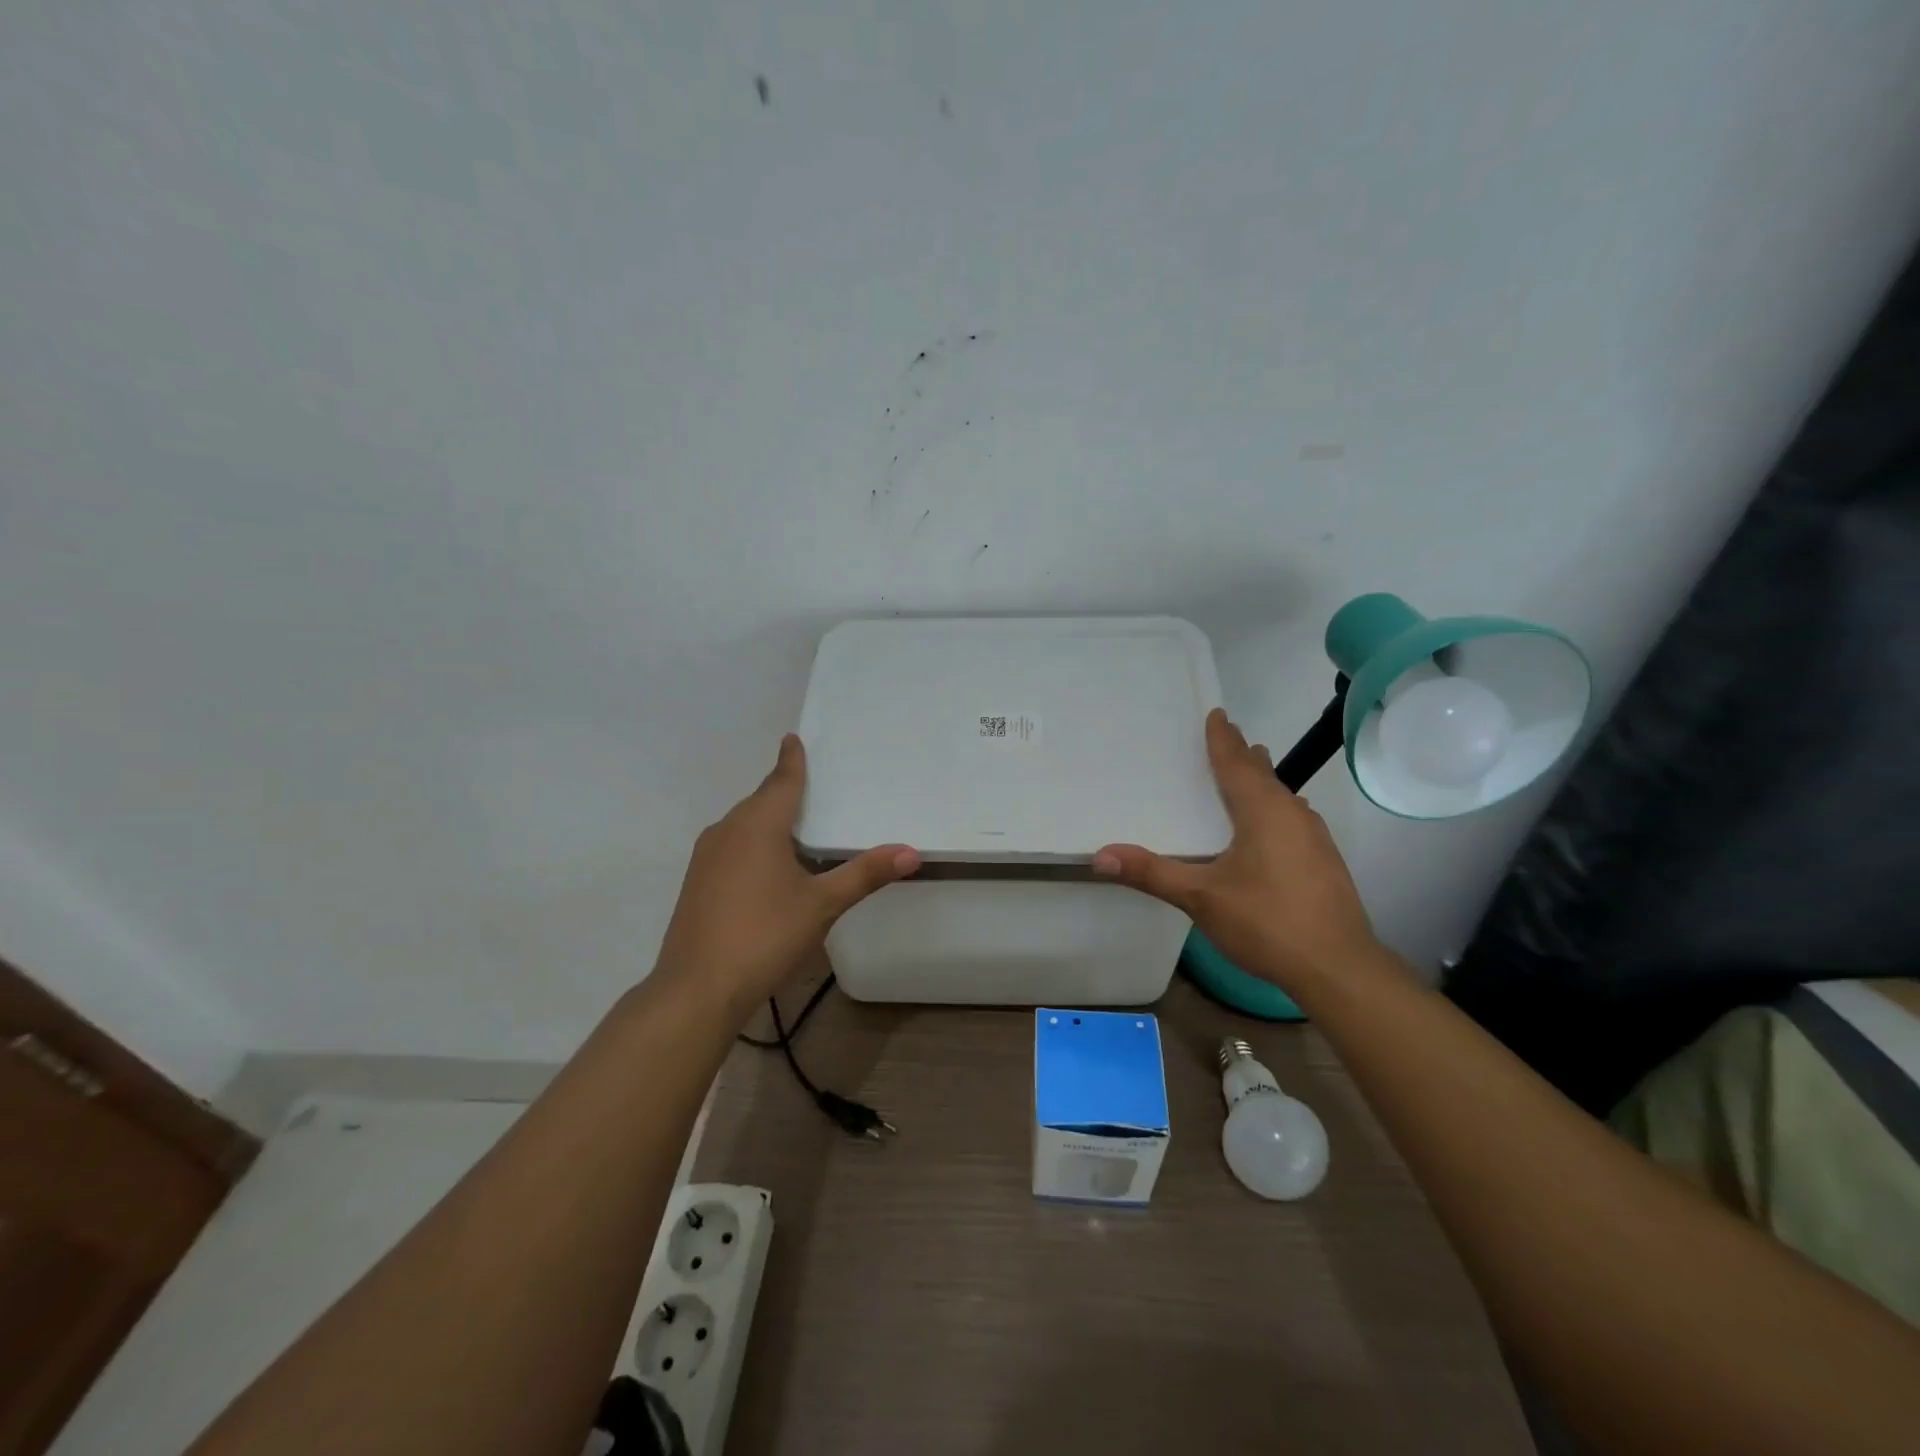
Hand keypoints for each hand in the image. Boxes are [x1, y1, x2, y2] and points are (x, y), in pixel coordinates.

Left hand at [655, 734, 918, 1018]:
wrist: (696, 990)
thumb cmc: (764, 936)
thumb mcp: (822, 905)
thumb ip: (865, 874)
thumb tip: (910, 852)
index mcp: (758, 825)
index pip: (781, 781)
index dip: (791, 760)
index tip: (793, 738)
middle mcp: (727, 831)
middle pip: (761, 800)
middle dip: (783, 790)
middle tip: (812, 784)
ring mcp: (706, 857)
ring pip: (743, 824)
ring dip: (768, 819)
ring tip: (797, 825)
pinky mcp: (697, 883)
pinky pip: (731, 846)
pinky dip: (753, 843)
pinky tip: (768, 867)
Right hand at [1093, 708, 1377, 993]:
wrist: (1338, 968)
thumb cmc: (1267, 922)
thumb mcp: (1200, 898)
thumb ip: (1152, 873)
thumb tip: (1100, 855)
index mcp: (1263, 811)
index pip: (1237, 764)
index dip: (1223, 739)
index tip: (1217, 714)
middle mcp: (1293, 815)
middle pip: (1263, 775)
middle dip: (1244, 755)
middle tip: (1228, 737)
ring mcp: (1315, 838)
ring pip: (1282, 797)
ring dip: (1262, 782)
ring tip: (1250, 771)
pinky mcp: (1325, 862)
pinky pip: (1293, 819)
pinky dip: (1274, 809)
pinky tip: (1272, 826)